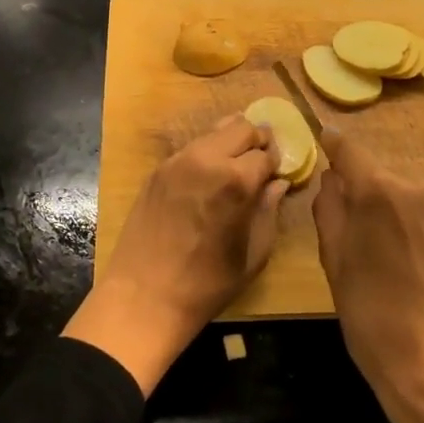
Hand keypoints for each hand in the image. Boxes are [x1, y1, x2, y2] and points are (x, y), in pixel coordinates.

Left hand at [64, 115, 286, 393]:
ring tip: (237, 164)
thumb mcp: (252, 254)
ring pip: (214, 131)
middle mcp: (206, 159)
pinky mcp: (159, 169)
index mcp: (235, 181)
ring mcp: (178, 160)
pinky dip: (207, 152)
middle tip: (262, 161)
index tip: (277, 175)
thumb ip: (268, 211)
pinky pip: (192, 147)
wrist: (144, 296)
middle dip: (257, 139)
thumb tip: (278, 183)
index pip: (266, 153)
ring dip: (231, 141)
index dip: (276, 163)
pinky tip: (209, 177)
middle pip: (241, 126)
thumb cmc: (206, 284)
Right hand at [312, 129, 423, 422]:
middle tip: (357, 236)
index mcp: (379, 191)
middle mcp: (419, 187)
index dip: (334, 146)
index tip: (325, 141)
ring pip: (408, 198)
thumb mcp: (334, 262)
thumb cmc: (373, 316)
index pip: (350, 150)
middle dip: (366, 196)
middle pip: (380, 178)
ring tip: (390, 259)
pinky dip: (418, 229)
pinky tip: (416, 267)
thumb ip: (329, 208)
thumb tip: (332, 179)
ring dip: (395, 214)